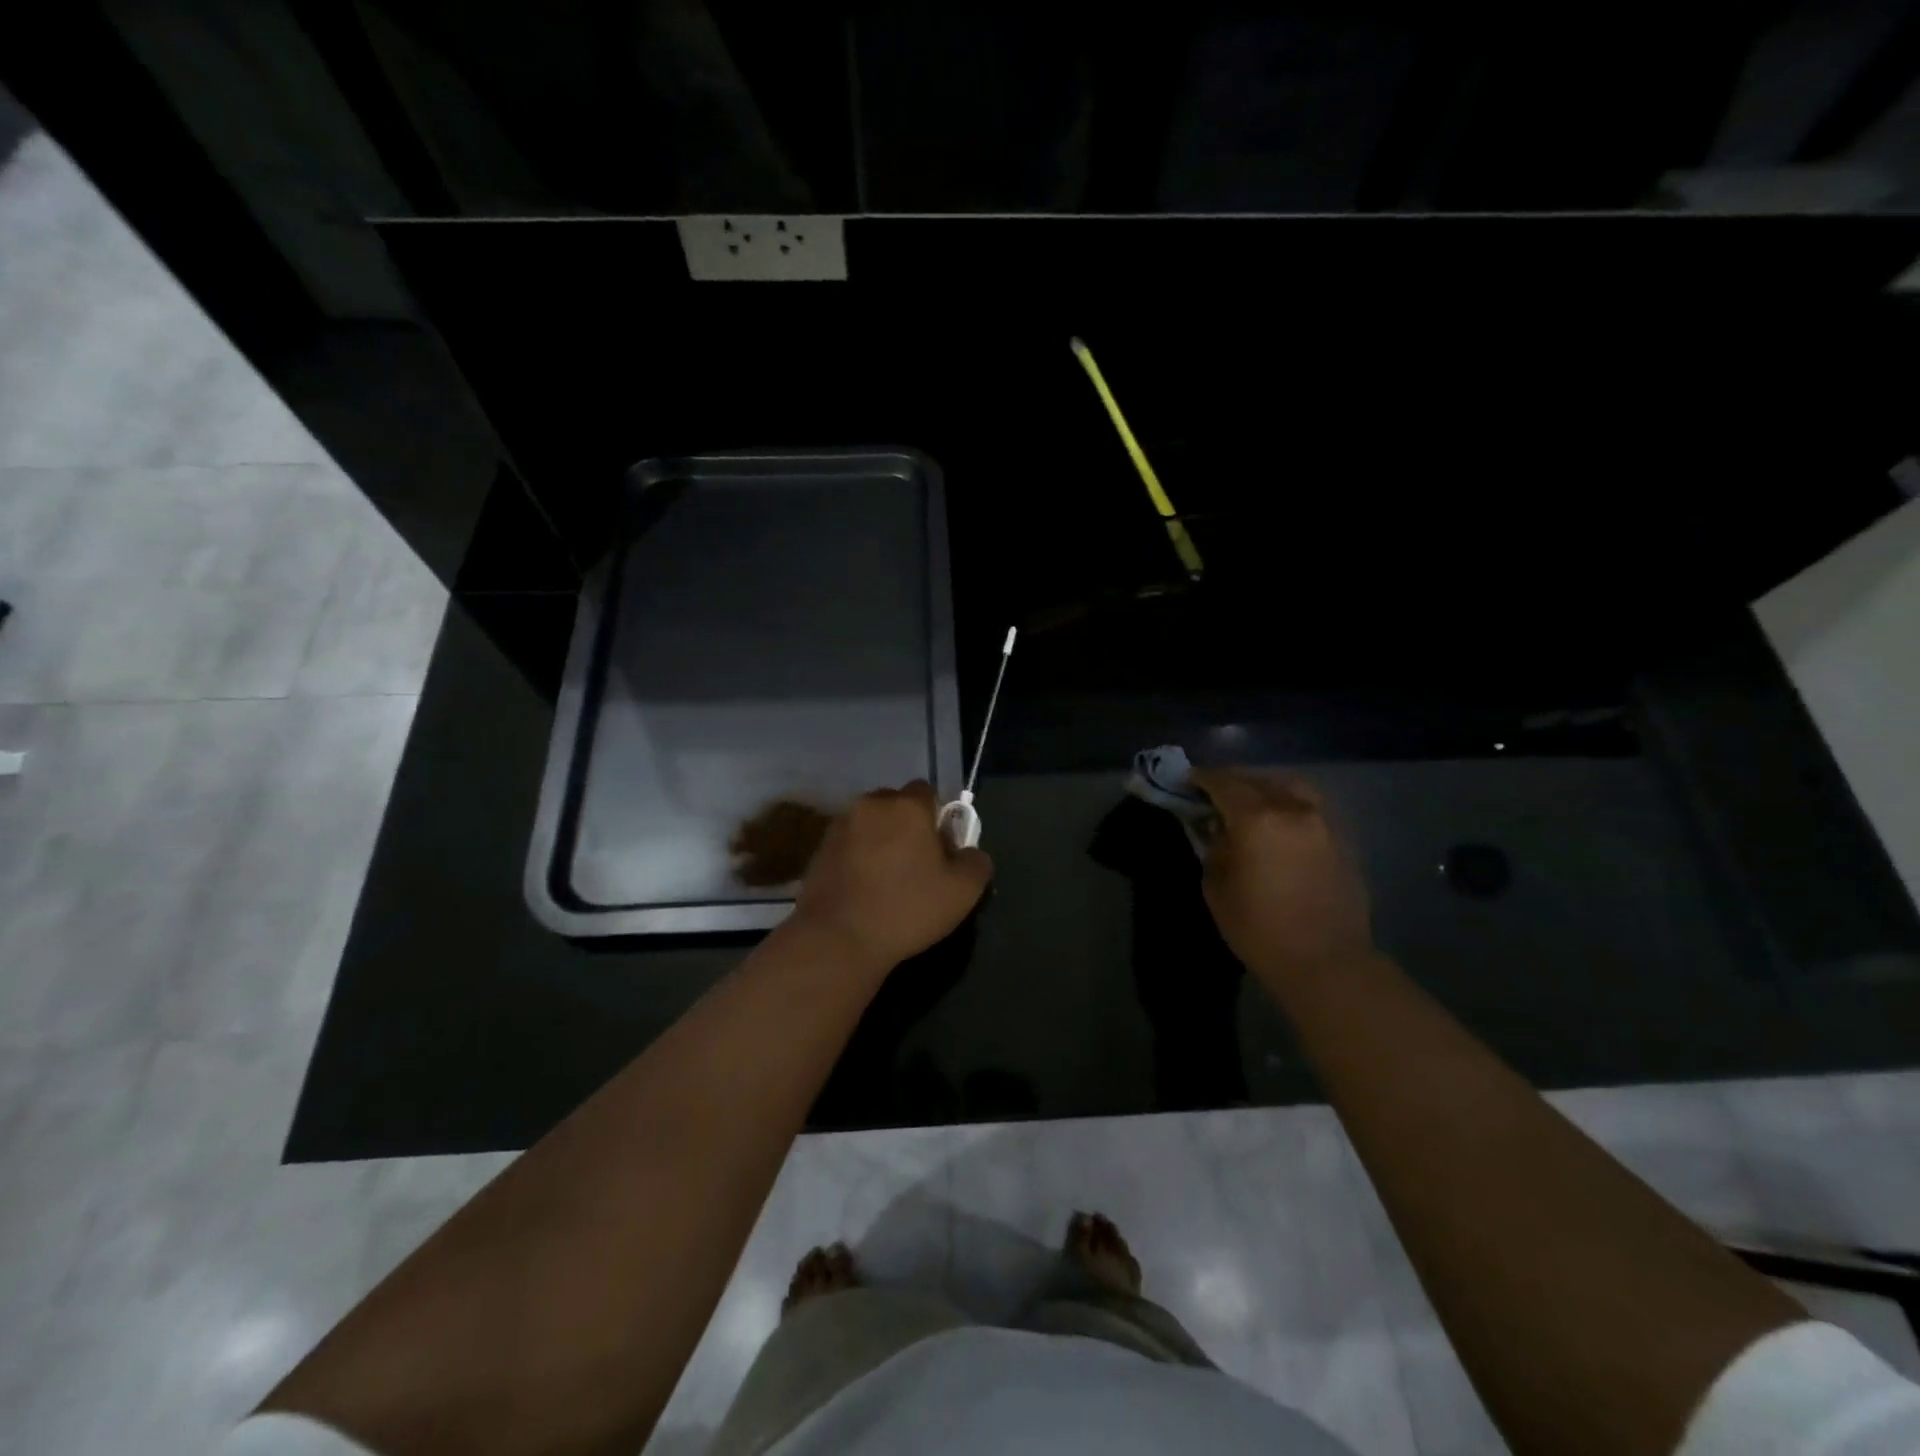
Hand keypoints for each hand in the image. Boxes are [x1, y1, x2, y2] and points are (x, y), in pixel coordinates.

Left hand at [789, 780, 993, 973]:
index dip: (937, 817)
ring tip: (886, 879)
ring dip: (879, 840)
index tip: (941, 849)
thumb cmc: (907, 909)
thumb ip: (976, 862)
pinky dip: (857, 857)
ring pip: (869, 823)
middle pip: (895, 804)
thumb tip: (968, 852)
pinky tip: (863, 888)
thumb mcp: (963, 892)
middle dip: (906, 825)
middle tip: (915, 863)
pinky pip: (848, 844)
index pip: (928, 792)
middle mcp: (870, 805)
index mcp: (907, 806)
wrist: (837, 938)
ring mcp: (840, 826)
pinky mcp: (819, 849)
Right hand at [1189, 769, 1373, 985]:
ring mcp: (1323, 821)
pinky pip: (1310, 806)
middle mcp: (1293, 809)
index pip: (1224, 784)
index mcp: (1258, 819)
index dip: (1202, 779)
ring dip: (1265, 786)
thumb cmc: (1259, 928)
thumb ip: (1214, 847)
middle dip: (1233, 781)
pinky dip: (1289, 802)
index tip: (1188, 780)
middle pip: (1258, 779)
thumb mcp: (1216, 886)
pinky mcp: (1342, 838)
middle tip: (1214, 792)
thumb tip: (1218, 829)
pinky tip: (1279, 821)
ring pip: (1291, 786)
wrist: (1326, 961)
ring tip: (1250, 800)